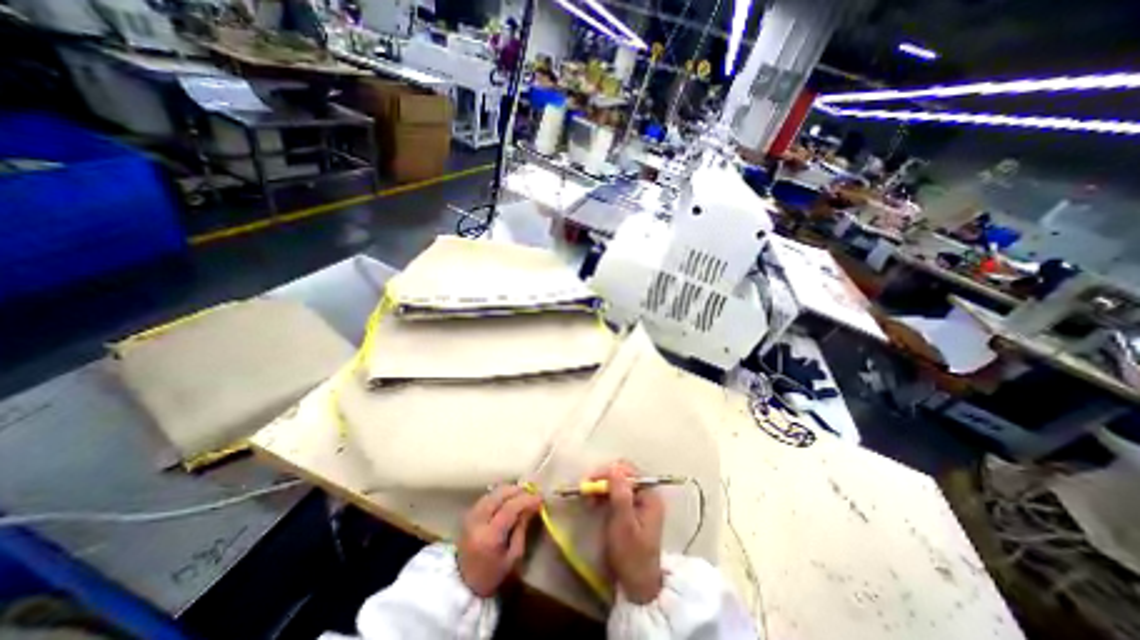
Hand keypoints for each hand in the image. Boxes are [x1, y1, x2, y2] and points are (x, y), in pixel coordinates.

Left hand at [456, 488, 540, 597]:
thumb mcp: (513, 557)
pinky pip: (487, 496)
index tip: (540, 497)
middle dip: (518, 491)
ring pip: (493, 492)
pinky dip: (500, 494)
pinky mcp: (469, 514)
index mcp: (489, 536)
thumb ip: (522, 529)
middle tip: (532, 493)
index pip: (510, 508)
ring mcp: (471, 516)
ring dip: (509, 490)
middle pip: (500, 494)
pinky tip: (509, 497)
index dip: (527, 499)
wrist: (463, 584)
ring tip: (523, 494)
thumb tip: (532, 506)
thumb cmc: (492, 575)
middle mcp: (478, 521)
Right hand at [592, 461, 665, 605]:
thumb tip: (614, 466)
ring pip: (617, 484)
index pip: (628, 471)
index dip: (608, 472)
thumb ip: (620, 495)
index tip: (590, 481)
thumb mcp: (624, 525)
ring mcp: (639, 502)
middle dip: (603, 479)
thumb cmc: (631, 555)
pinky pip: (616, 494)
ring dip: (602, 487)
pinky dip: (604, 496)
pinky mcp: (631, 510)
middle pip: (622, 475)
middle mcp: (646, 494)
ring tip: (588, 498)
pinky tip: (594, 503)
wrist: (638, 586)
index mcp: (649, 495)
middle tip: (586, 489)